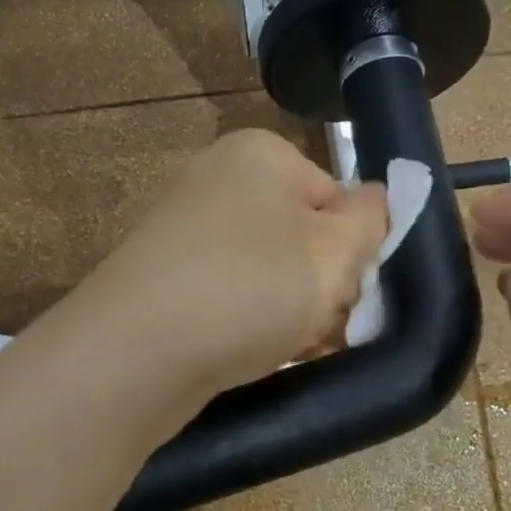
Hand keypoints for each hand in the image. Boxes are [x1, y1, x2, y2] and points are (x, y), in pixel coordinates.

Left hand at [78, 129, 389, 398]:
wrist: (134, 355)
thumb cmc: (249, 288)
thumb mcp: (334, 252)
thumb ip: (371, 220)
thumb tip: (377, 199)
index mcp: (260, 155)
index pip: (338, 197)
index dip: (356, 249)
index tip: (355, 294)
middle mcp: (218, 180)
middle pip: (303, 234)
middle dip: (324, 283)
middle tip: (326, 325)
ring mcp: (185, 231)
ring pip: (269, 270)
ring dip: (294, 309)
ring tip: (294, 345)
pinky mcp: (166, 279)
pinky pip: (231, 293)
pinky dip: (251, 321)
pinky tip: (259, 353)